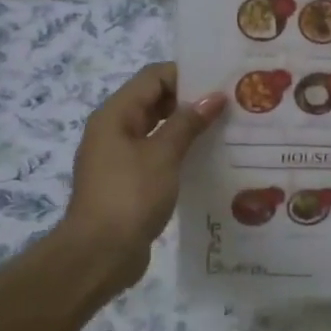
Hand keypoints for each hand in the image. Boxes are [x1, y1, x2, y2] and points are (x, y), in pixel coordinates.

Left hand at [63, 63, 225, 296]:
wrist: (99, 254)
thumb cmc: (129, 196)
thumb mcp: (162, 155)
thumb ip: (188, 123)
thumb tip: (214, 96)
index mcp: (115, 115)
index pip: (153, 77)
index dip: (186, 75)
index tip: (221, 82)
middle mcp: (114, 131)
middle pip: (155, 101)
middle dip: (190, 100)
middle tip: (230, 104)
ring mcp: (120, 158)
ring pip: (158, 129)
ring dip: (188, 127)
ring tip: (226, 129)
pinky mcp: (130, 182)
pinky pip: (158, 155)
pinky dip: (180, 152)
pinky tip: (208, 160)